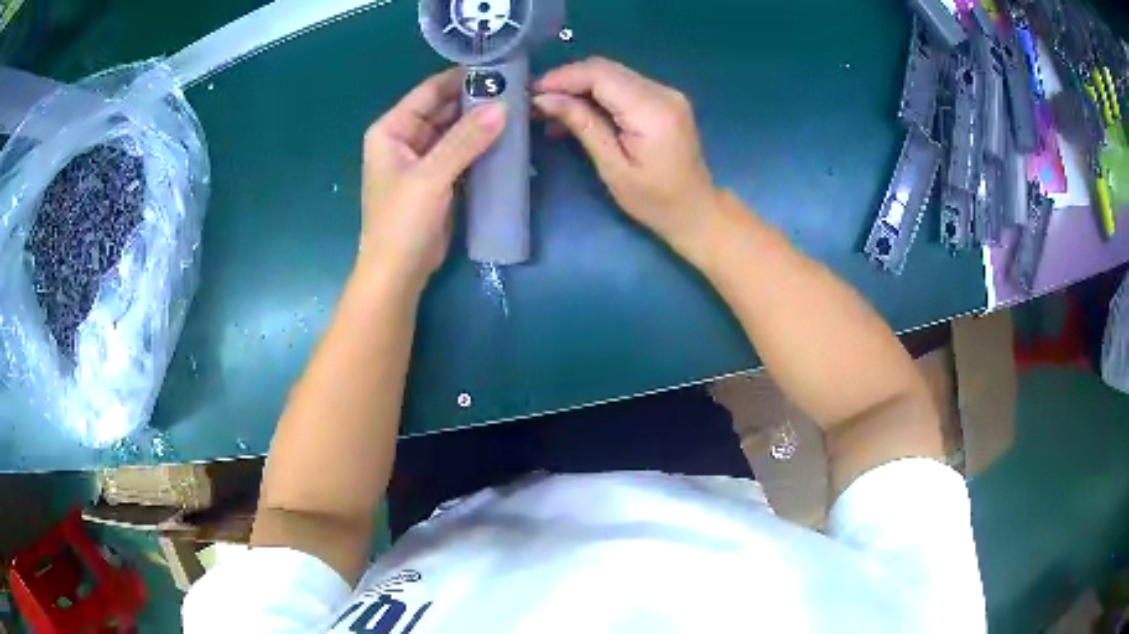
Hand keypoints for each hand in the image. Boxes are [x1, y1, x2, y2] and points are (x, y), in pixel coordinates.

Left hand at [361, 69, 505, 285]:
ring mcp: (424, 158)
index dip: (461, 78)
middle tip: (517, 90)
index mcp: (392, 129)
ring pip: (456, 130)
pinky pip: (463, 152)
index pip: (429, 91)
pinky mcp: (440, 178)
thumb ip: (465, 140)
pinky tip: (507, 138)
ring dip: (482, 123)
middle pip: (445, 109)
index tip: (499, 69)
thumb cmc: (402, 221)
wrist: (399, 273)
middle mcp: (406, 138)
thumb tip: (503, 106)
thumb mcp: (431, 176)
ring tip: (518, 109)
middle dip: (476, 101)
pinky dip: (482, 146)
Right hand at [534, 57, 719, 251]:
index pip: (600, 75)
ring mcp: (666, 93)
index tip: (532, 92)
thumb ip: (583, 125)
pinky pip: (623, 86)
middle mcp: (662, 92)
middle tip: (536, 101)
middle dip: (567, 80)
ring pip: (612, 74)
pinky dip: (597, 94)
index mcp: (652, 110)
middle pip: (605, 69)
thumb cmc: (655, 201)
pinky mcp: (664, 99)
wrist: (697, 210)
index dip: (563, 77)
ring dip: (579, 87)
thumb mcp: (613, 168)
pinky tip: (577, 112)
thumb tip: (545, 99)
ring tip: (550, 110)